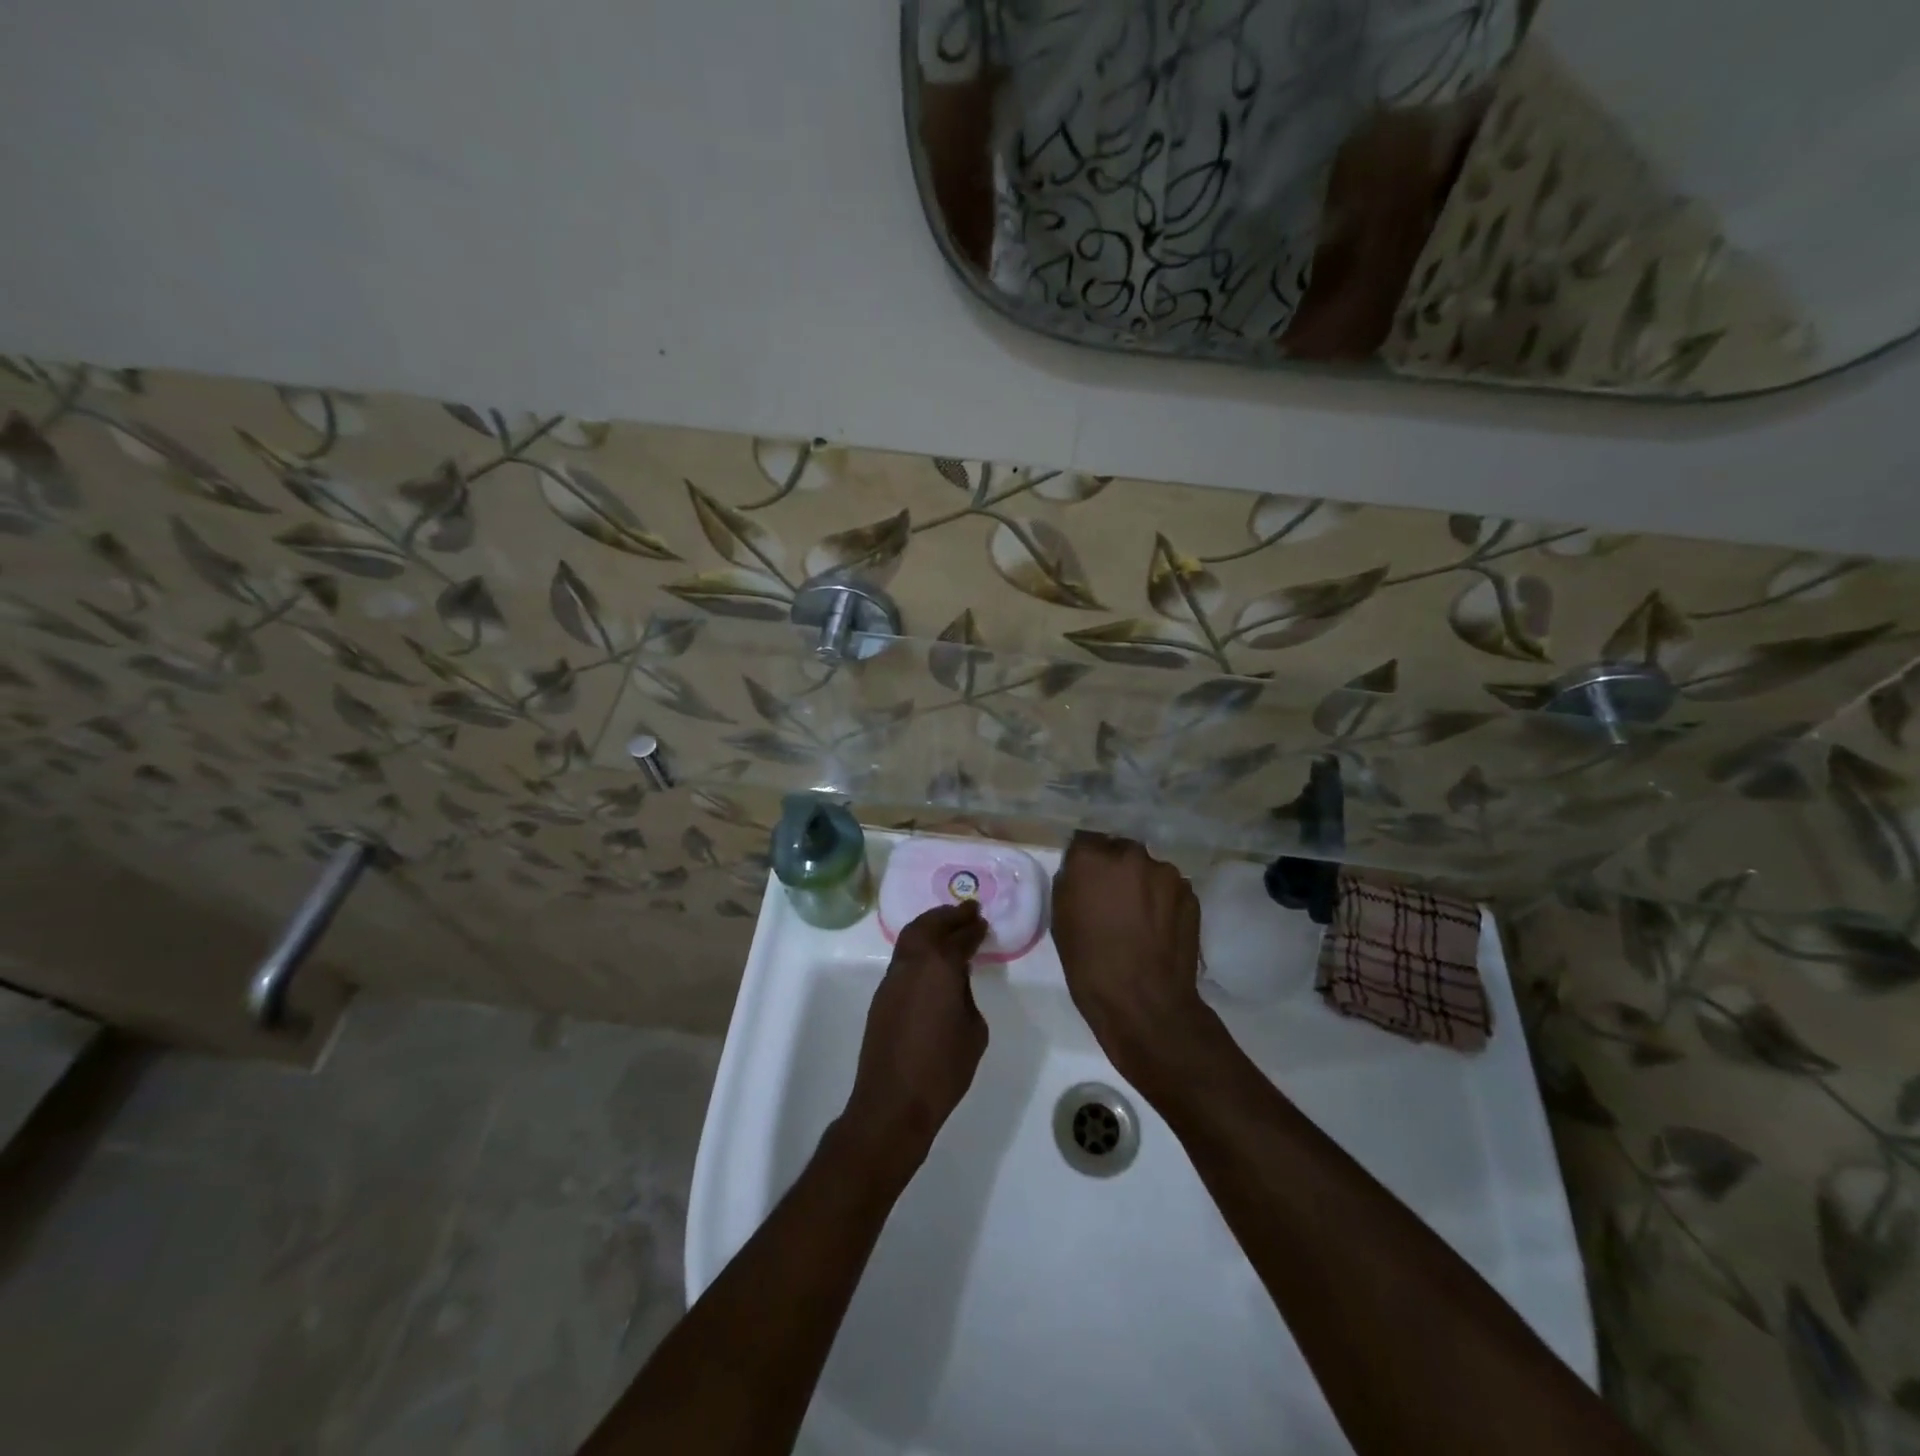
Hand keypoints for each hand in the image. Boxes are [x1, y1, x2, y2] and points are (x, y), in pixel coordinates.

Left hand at [842, 901, 989, 1167]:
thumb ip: (966, 995)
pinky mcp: (882, 995)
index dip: (973, 928)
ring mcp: (893, 977)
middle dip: (949, 915)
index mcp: (940, 966)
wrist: (894, 1101)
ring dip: (930, 925)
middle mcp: (913, 963)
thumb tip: (955, 982)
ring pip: (910, 937)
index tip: (983, 921)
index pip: (960, 937)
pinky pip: (902, 956)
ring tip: (948, 924)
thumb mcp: (974, 1030)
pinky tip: (930, 955)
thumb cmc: (943, 1068)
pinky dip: (918, 945)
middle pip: (930, 925)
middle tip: (967, 910)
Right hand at [1052, 832, 1216, 1097]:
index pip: (1085, 840)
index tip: (1085, 880)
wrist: (1145, 1002)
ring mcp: (1166, 872)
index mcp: (1092, 858)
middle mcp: (1131, 854)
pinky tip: (1158, 928)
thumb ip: (1072, 883)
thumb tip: (1082, 873)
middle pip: (1119, 850)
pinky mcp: (1190, 893)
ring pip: (1147, 869)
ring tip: (1138, 917)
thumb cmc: (1090, 964)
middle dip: (1115, 869)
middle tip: (1111, 899)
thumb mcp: (1061, 920)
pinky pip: (1169, 888)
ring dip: (1141, 884)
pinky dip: (1162, 901)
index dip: (1084, 861)